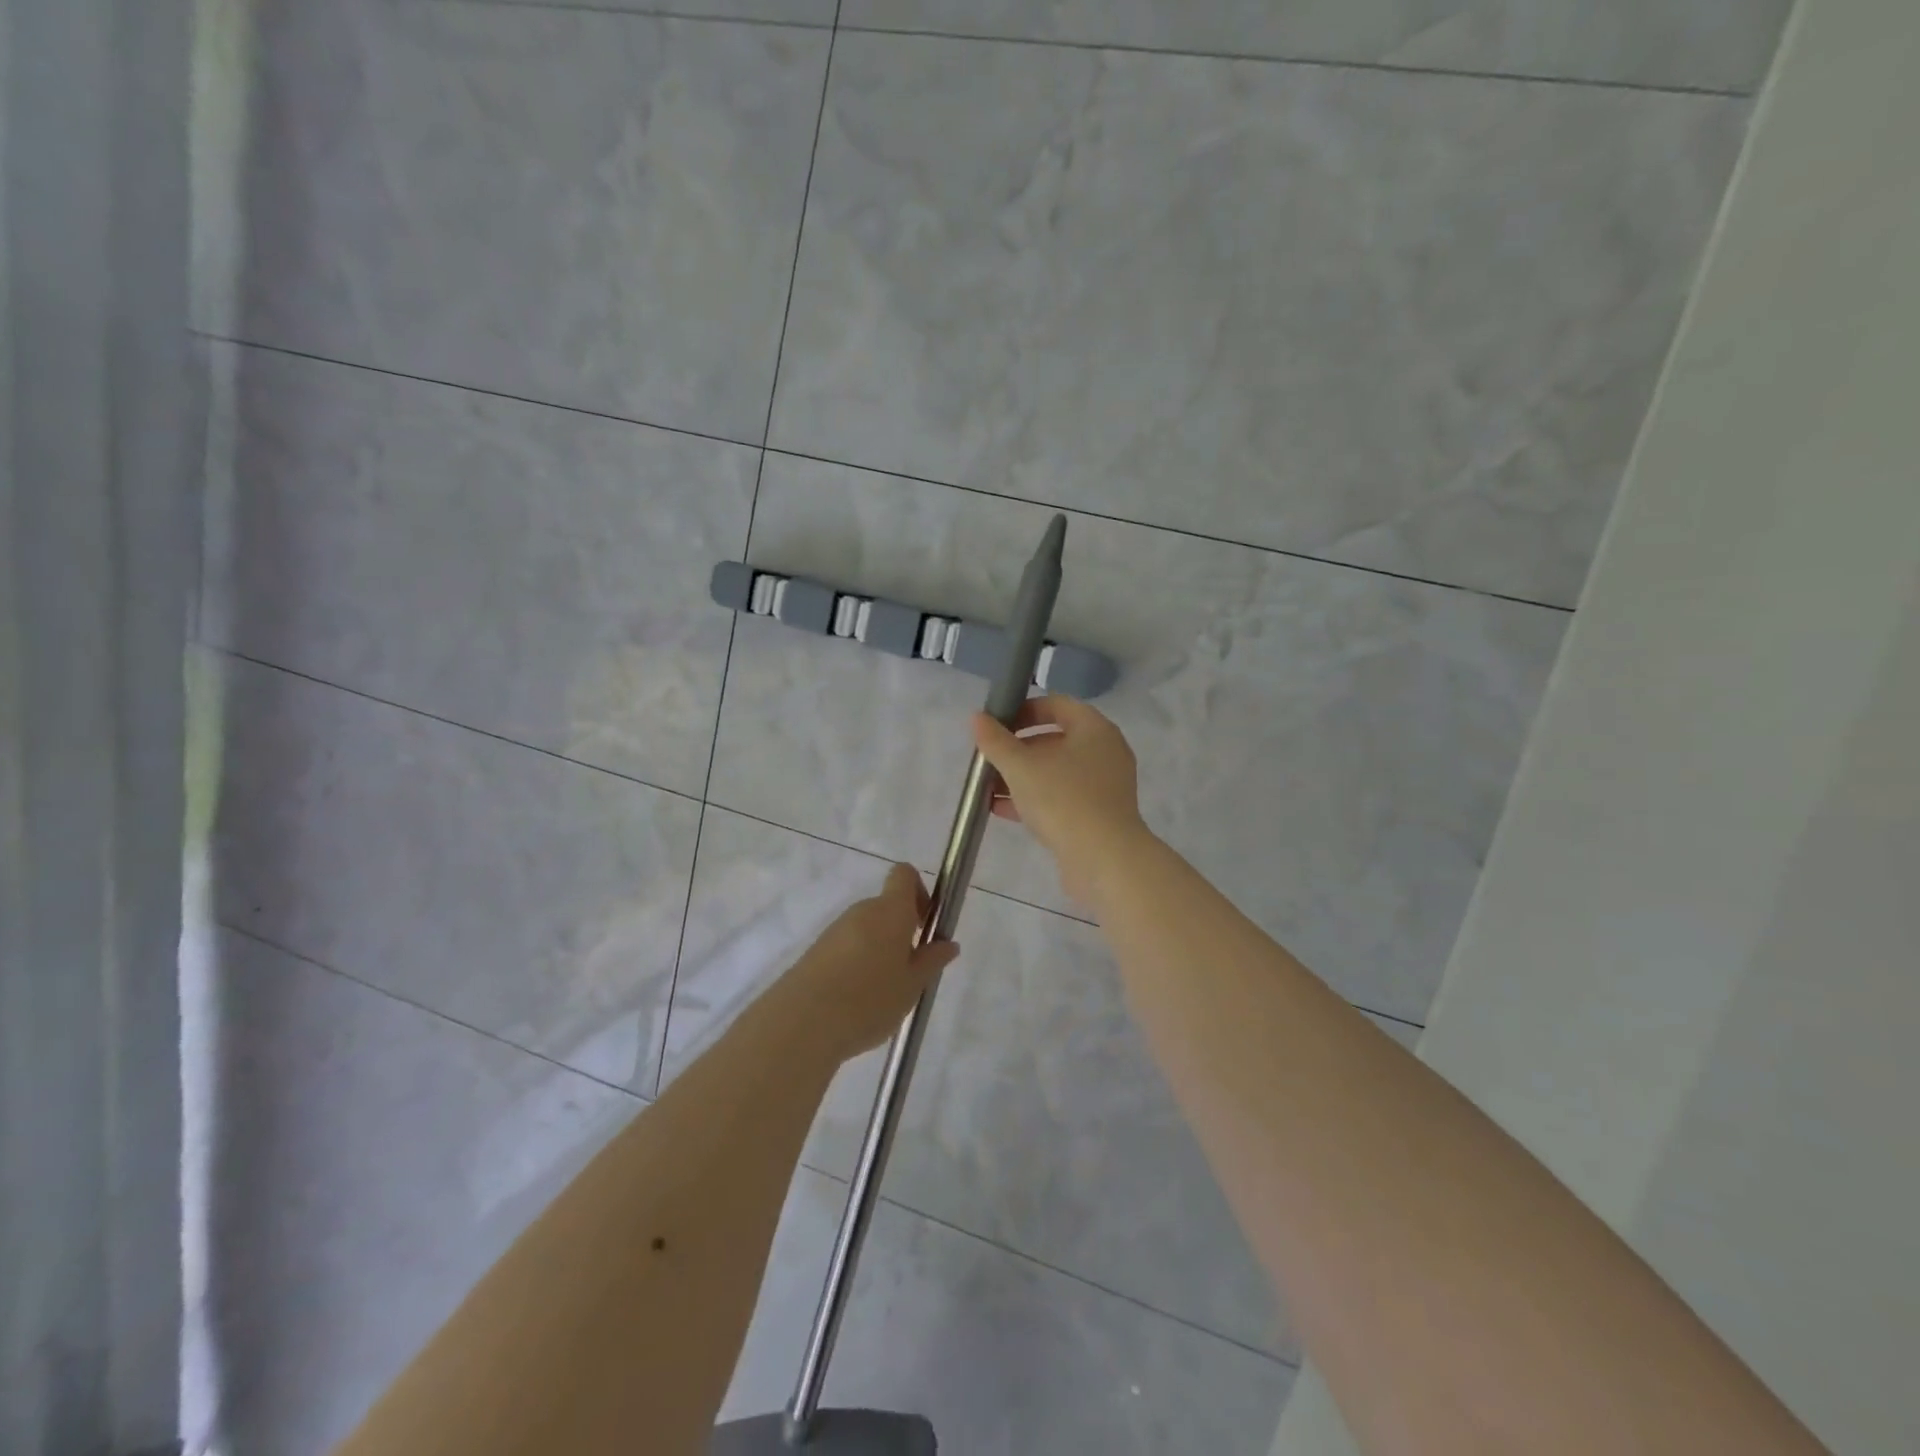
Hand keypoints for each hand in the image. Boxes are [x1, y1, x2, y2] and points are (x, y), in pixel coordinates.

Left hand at [783, 863, 958, 1062]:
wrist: (802, 1022)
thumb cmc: (869, 999)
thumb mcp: (911, 985)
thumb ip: (931, 961)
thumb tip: (948, 943)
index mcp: (890, 910)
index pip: (904, 875)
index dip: (919, 892)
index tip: (925, 925)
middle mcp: (862, 911)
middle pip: (887, 906)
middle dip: (902, 930)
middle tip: (910, 971)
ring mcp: (835, 930)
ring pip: (867, 929)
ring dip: (879, 949)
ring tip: (883, 993)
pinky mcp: (816, 951)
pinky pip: (847, 947)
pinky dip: (857, 963)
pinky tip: (857, 1000)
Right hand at [972, 696, 1151, 910]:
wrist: (1105, 860)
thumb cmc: (1063, 800)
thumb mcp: (1020, 767)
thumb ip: (996, 741)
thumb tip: (977, 717)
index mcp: (1094, 729)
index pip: (1057, 705)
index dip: (1024, 710)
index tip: (997, 724)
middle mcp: (1105, 752)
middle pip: (1055, 739)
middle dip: (1018, 749)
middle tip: (989, 758)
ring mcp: (1104, 786)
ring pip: (1056, 771)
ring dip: (1022, 777)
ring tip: (988, 787)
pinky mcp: (1098, 815)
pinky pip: (1062, 797)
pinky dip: (1035, 799)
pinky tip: (1002, 810)